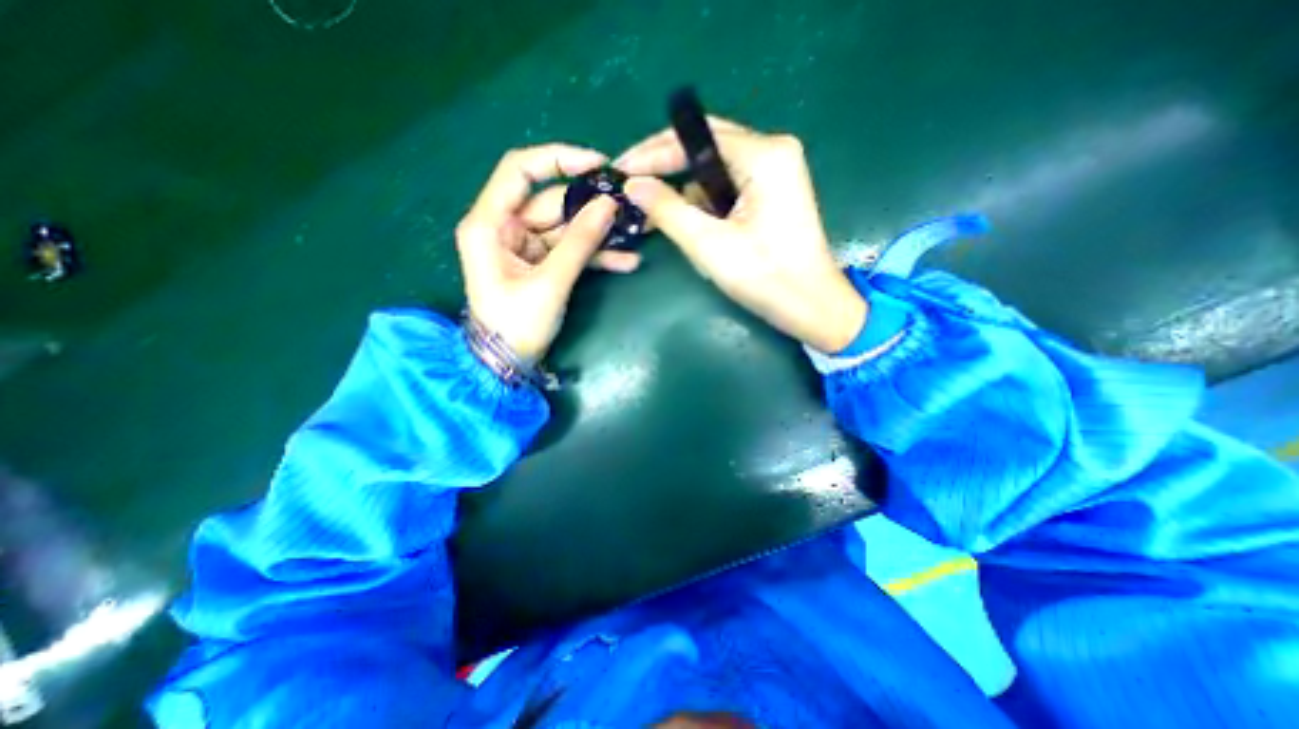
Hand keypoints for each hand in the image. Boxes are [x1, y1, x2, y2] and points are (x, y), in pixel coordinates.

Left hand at [459, 146, 639, 364]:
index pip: (519, 171)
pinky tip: (625, 261)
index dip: (558, 160)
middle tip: (628, 207)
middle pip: (551, 203)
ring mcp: (524, 247)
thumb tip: (610, 204)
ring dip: (598, 234)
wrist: (506, 364)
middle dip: (590, 206)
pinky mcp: (541, 264)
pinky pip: (569, 251)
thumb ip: (580, 243)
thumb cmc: (517, 325)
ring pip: (566, 228)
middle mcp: (504, 228)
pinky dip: (594, 255)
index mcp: (489, 224)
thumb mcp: (550, 283)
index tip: (597, 164)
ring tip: (634, 234)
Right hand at [616, 118, 859, 352]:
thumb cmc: (766, 277)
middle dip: (667, 170)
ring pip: (714, 171)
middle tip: (633, 188)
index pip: (695, 137)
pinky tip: (697, 230)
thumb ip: (667, 210)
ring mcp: (776, 173)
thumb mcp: (709, 245)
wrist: (812, 306)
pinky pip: (727, 188)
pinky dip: (706, 206)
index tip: (620, 170)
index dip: (652, 153)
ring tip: (662, 221)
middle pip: (705, 147)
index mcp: (763, 155)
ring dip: (687, 195)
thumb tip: (633, 185)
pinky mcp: (773, 194)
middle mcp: (772, 152)